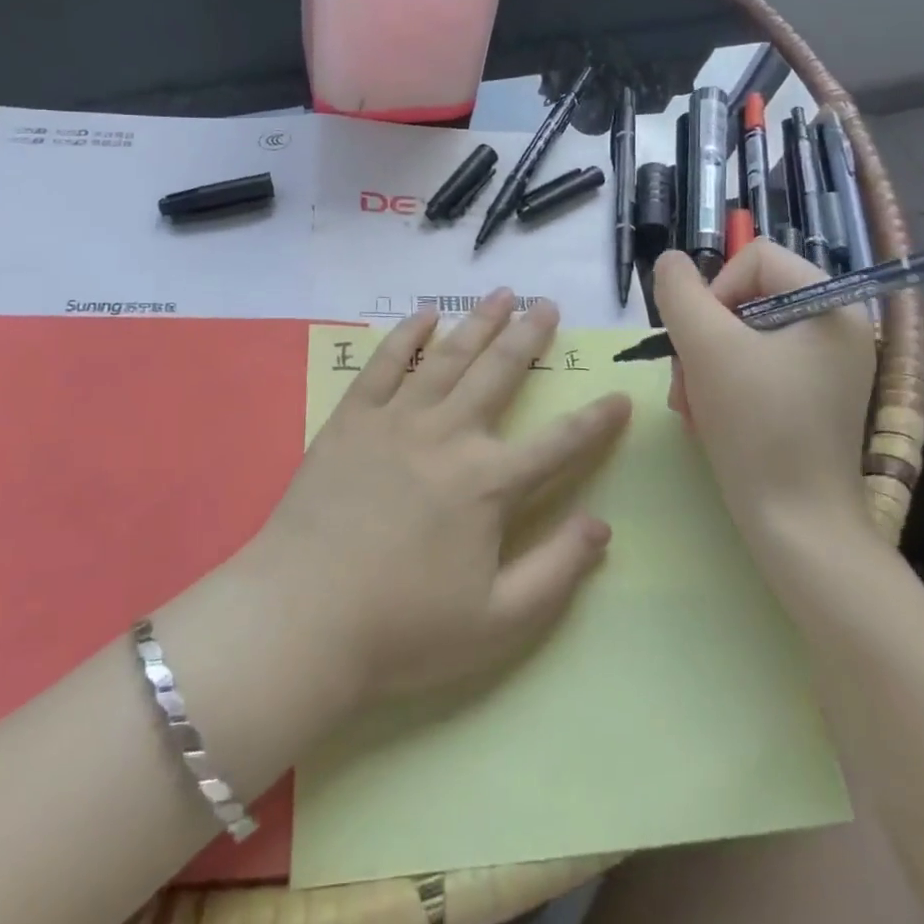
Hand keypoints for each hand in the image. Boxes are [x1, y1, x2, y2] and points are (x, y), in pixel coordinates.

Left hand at [251, 289, 631, 706]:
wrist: (302, 618)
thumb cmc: (404, 629)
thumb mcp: (498, 622)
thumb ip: (557, 571)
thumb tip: (603, 525)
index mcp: (489, 483)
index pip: (559, 444)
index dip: (596, 421)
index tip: (621, 397)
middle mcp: (449, 435)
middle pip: (499, 374)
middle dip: (529, 337)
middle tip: (548, 305)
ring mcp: (397, 420)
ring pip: (448, 356)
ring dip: (479, 322)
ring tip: (502, 293)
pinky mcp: (352, 419)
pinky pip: (385, 364)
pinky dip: (406, 335)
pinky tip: (424, 315)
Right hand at [653, 244, 875, 542]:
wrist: (797, 525)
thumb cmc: (756, 426)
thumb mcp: (706, 347)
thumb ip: (680, 292)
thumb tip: (670, 261)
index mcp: (830, 304)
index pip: (754, 257)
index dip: (714, 290)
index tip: (700, 340)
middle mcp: (838, 326)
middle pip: (746, 297)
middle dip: (703, 337)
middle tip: (686, 380)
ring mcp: (828, 365)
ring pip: (743, 334)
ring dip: (704, 364)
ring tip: (692, 405)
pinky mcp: (813, 397)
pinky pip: (756, 366)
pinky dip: (724, 384)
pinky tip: (709, 416)